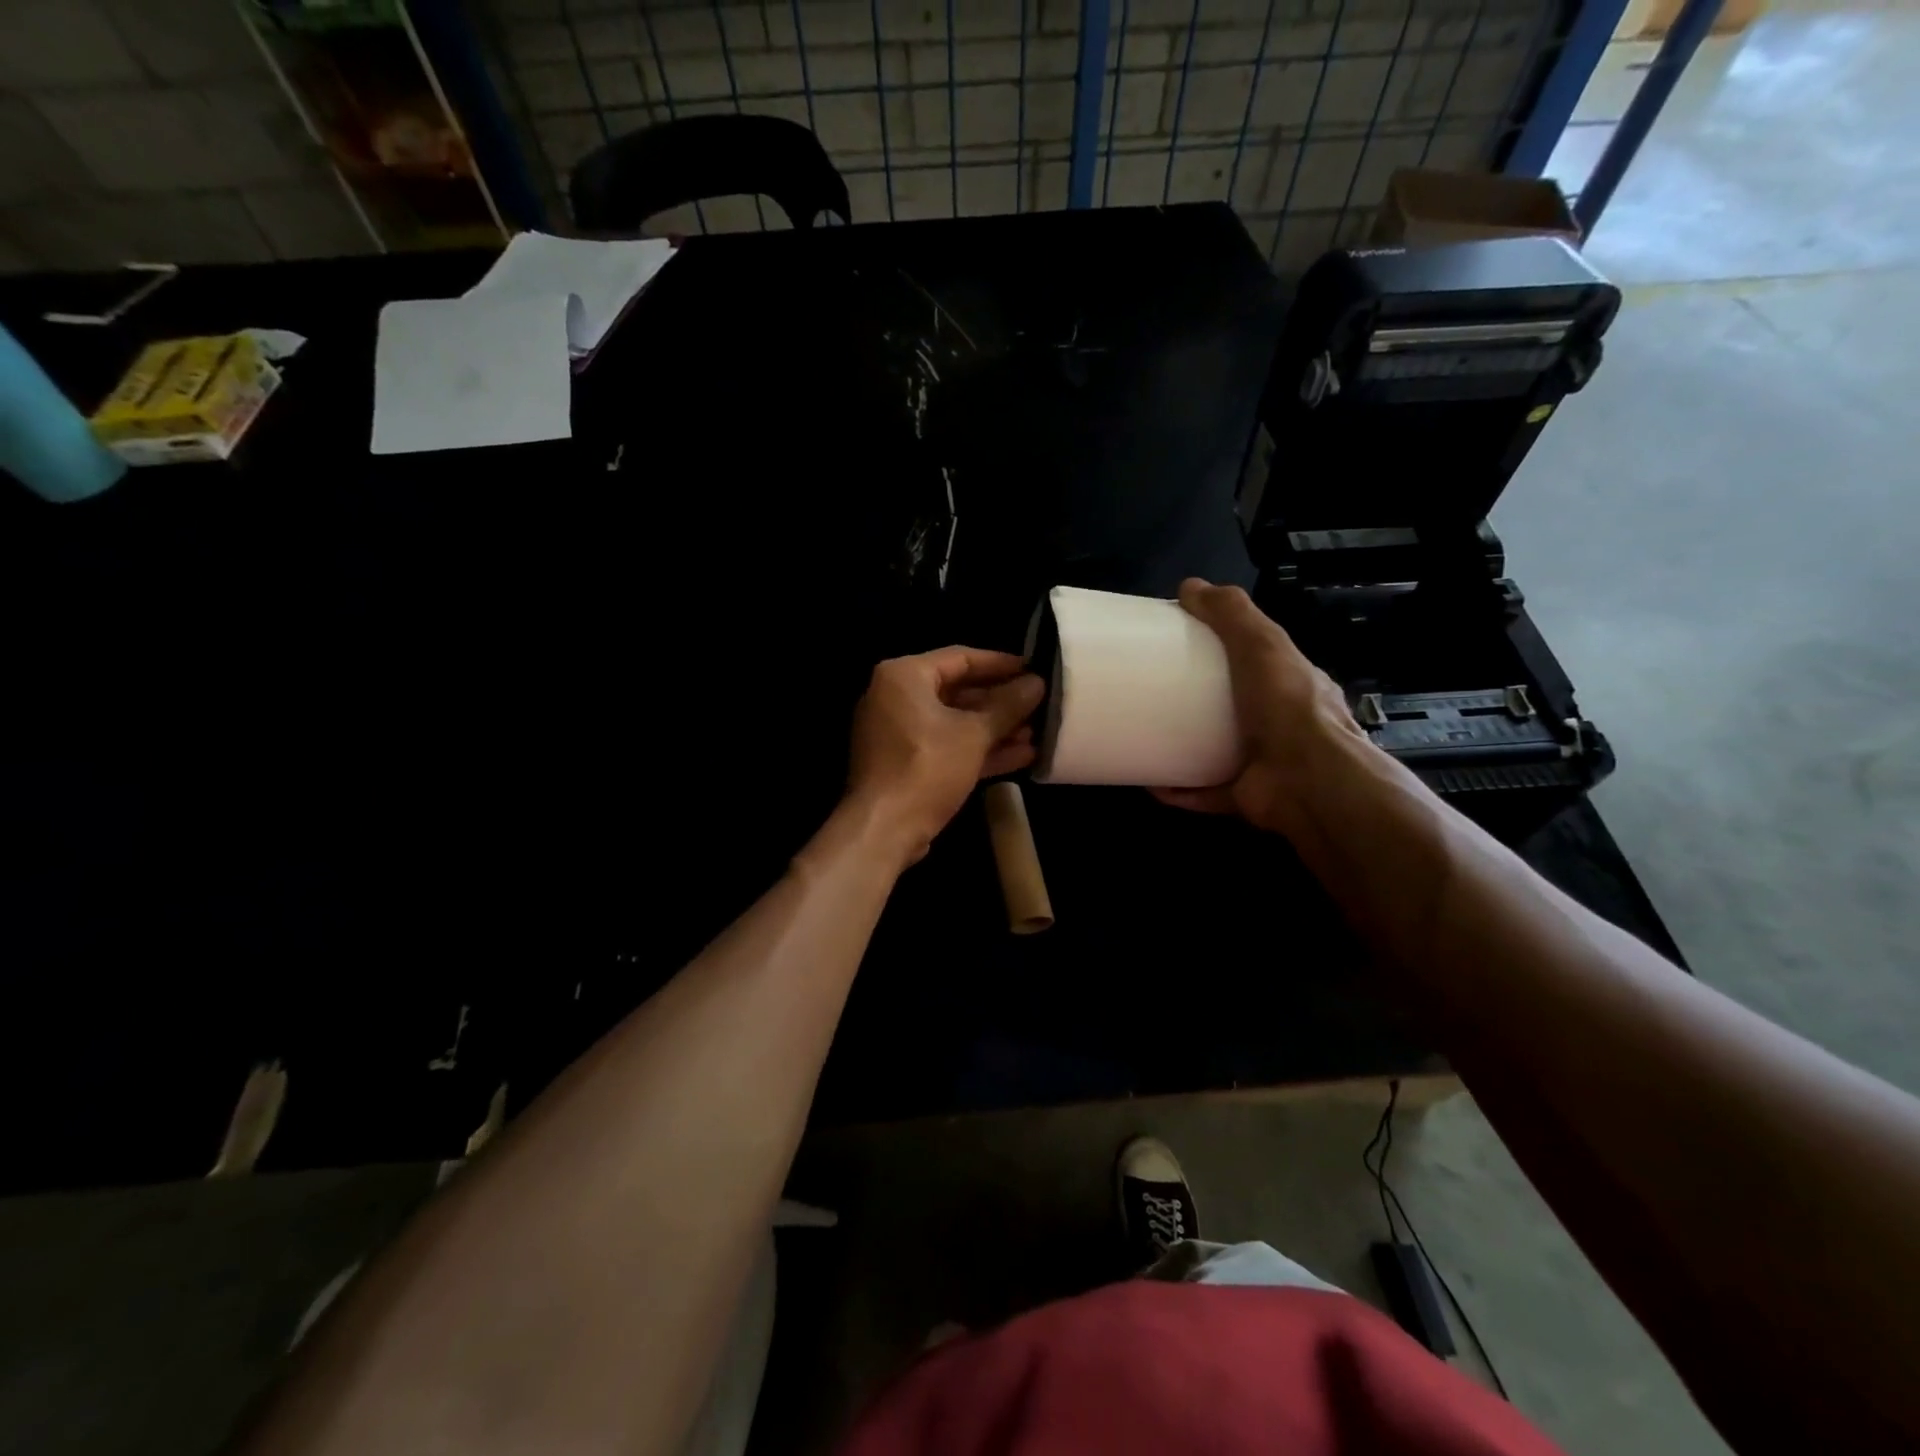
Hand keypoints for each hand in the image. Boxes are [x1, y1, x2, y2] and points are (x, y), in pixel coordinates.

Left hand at [846, 647, 1044, 865]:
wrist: (883, 830)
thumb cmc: (927, 768)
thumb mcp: (974, 734)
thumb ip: (1008, 706)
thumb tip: (1038, 683)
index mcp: (904, 676)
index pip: (961, 657)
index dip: (1002, 664)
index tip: (1035, 669)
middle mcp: (896, 697)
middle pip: (958, 691)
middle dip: (1001, 702)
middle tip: (1040, 704)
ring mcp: (899, 733)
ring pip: (955, 722)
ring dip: (995, 729)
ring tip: (1039, 732)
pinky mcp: (906, 763)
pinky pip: (947, 746)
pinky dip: (979, 749)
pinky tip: (1022, 755)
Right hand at [1151, 579, 1367, 837]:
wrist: (1308, 781)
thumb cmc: (1287, 707)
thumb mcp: (1262, 644)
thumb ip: (1231, 614)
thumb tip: (1189, 586)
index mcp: (1290, 685)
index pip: (1258, 660)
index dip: (1225, 650)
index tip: (1181, 645)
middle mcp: (1279, 723)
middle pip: (1234, 707)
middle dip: (1197, 702)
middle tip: (1154, 692)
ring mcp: (1263, 762)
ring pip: (1217, 752)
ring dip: (1183, 747)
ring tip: (1146, 735)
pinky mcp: (1243, 796)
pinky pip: (1203, 792)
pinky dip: (1178, 790)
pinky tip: (1150, 782)